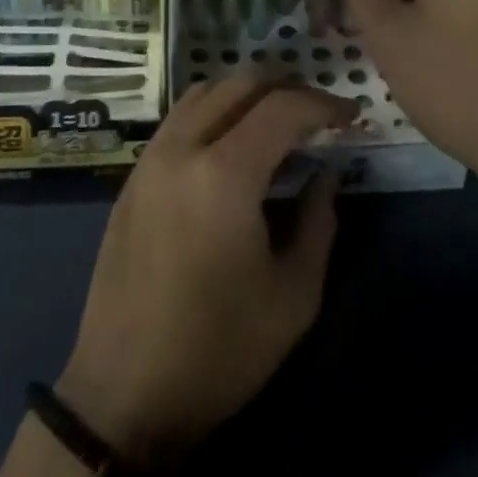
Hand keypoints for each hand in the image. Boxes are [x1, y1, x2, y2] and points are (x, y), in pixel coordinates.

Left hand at [57, 79, 353, 464]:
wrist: (125, 392)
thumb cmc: (220, 351)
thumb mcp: (294, 296)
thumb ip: (319, 221)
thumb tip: (328, 173)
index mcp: (224, 173)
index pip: (282, 107)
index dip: (324, 104)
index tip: (352, 116)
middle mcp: (182, 147)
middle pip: (240, 84)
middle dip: (287, 87)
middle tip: (319, 112)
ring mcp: (151, 157)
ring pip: (205, 91)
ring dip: (247, 93)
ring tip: (279, 119)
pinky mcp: (133, 175)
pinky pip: (180, 117)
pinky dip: (215, 109)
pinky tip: (234, 142)